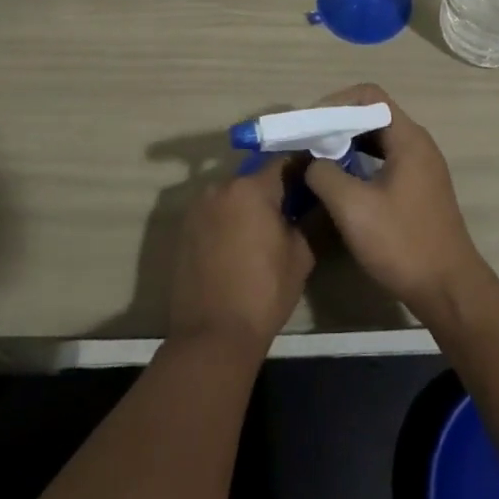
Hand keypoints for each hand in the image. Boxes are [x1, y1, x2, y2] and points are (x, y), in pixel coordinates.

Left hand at [167, 155, 314, 356]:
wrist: (212, 336)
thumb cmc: (264, 292)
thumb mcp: (301, 254)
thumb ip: (308, 218)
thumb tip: (315, 201)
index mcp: (251, 188)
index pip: (284, 162)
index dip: (302, 170)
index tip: (315, 183)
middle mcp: (220, 187)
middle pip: (255, 178)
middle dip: (273, 191)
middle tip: (291, 212)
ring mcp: (197, 208)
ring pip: (233, 196)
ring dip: (248, 206)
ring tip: (263, 232)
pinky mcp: (184, 229)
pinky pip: (215, 214)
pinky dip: (229, 221)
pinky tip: (239, 245)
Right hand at [302, 84, 492, 320]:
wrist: (448, 290)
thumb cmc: (402, 243)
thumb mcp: (353, 207)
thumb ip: (325, 174)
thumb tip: (311, 161)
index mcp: (408, 138)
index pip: (370, 96)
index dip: (336, 102)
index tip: (311, 124)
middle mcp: (418, 144)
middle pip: (373, 114)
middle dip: (338, 123)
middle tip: (308, 140)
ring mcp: (421, 167)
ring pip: (378, 139)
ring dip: (348, 143)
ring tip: (318, 159)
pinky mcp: (418, 188)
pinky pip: (385, 160)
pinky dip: (360, 162)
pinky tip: (340, 181)